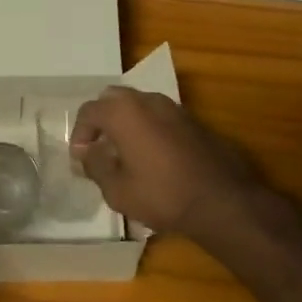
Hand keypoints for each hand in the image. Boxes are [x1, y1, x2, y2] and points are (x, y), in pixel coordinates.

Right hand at [70, 87, 260, 239]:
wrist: (222, 201)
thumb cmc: (162, 195)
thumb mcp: (117, 190)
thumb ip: (95, 165)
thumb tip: (86, 153)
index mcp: (124, 112)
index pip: (89, 111)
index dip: (79, 134)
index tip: (81, 159)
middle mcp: (148, 100)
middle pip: (113, 99)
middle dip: (102, 121)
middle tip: (100, 149)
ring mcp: (174, 108)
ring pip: (139, 105)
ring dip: (126, 123)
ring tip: (125, 154)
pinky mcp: (193, 121)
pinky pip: (160, 117)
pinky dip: (148, 129)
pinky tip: (152, 157)